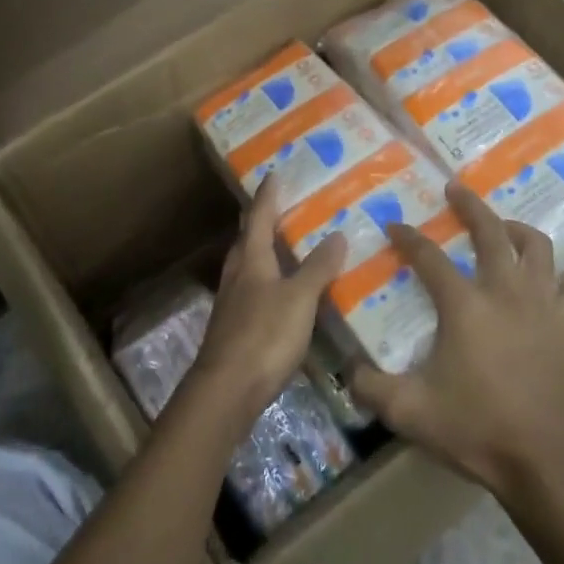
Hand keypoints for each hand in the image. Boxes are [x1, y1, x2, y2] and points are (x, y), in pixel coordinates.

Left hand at [188, 174, 347, 426]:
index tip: (274, 173)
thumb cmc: (264, 335)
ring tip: (284, 245)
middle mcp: (237, 275)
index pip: (259, 217)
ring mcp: (233, 303)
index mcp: (251, 260)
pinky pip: (252, 291)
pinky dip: (267, 282)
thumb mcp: (299, 298)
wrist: (226, 390)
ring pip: (247, 266)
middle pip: (248, 240)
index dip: (268, 195)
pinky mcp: (234, 328)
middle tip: (281, 206)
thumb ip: (317, 268)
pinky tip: (281, 293)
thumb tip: (337, 234)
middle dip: (261, 221)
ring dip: (263, 251)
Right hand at [349, 181, 563, 501]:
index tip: (394, 225)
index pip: (429, 257)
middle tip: (455, 189)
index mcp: (465, 305)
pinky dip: (557, 276)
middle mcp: (506, 291)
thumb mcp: (409, 412)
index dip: (408, 237)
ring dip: (516, 229)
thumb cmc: (475, 430)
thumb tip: (347, 368)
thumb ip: (370, 386)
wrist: (543, 462)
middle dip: (469, 205)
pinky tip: (545, 282)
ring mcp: (545, 305)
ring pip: (537, 247)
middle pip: (491, 231)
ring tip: (503, 227)